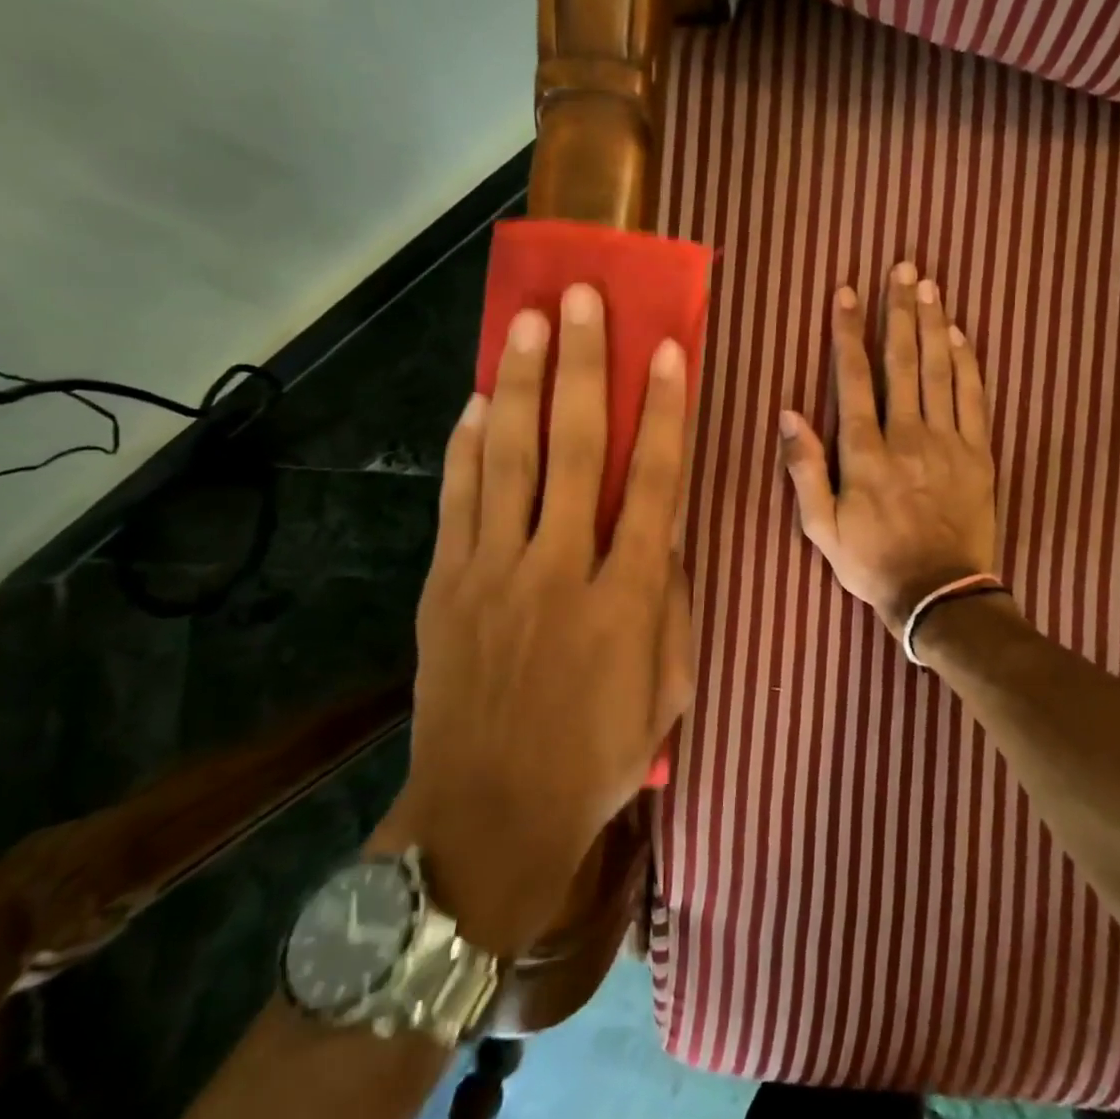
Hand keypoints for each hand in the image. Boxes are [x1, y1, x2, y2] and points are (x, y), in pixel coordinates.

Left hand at [378, 284, 693, 957]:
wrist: (489, 818)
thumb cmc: (597, 755)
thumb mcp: (669, 686)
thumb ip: (673, 599)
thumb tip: (666, 527)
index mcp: (626, 596)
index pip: (653, 481)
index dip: (664, 410)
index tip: (668, 350)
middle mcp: (559, 568)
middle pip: (574, 448)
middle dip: (582, 367)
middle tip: (580, 300)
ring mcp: (494, 573)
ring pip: (508, 458)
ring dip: (521, 384)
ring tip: (526, 322)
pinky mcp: (446, 586)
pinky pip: (458, 499)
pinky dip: (467, 445)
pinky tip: (477, 398)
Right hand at [779, 262, 997, 637]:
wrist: (940, 595)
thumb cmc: (872, 562)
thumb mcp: (820, 526)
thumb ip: (804, 468)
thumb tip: (789, 413)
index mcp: (866, 452)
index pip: (855, 378)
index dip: (849, 332)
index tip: (847, 293)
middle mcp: (908, 436)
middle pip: (903, 361)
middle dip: (899, 311)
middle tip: (902, 268)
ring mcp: (948, 442)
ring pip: (939, 371)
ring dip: (933, 324)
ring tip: (930, 285)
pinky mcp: (979, 454)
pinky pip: (973, 399)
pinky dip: (967, 363)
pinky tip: (959, 335)